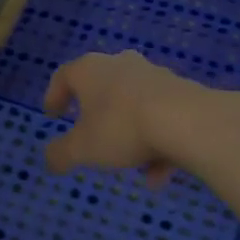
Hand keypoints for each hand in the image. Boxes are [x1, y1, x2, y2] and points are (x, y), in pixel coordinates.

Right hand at [42, 51, 208, 188]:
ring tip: (131, 167)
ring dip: (129, 135)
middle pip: (101, 88)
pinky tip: (159, 174)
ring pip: (134, 106)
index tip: (53, 116)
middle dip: (96, 115)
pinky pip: (161, 118)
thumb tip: (50, 160)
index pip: (64, 76)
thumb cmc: (122, 128)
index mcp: (90, 70)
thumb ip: (60, 154)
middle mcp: (121, 65)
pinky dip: (156, 143)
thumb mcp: (82, 149)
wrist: (189, 121)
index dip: (54, 97)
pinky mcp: (183, 91)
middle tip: (90, 136)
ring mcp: (155, 76)